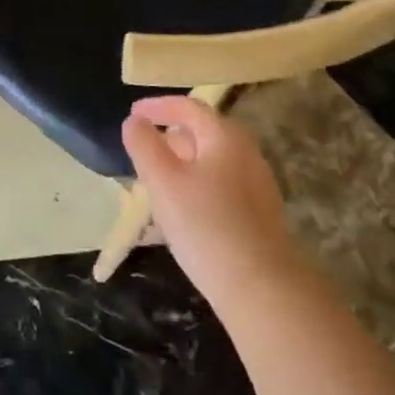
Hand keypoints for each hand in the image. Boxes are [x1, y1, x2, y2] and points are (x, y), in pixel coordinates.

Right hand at [122, 96, 301, 308]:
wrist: (261, 288)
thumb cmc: (205, 226)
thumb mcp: (163, 181)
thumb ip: (144, 145)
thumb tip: (135, 122)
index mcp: (225, 136)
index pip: (188, 107)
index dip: (157, 106)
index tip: (132, 113)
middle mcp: (246, 152)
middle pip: (203, 132)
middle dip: (170, 135)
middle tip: (143, 149)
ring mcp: (257, 184)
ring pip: (212, 160)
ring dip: (183, 162)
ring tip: (158, 181)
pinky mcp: (260, 213)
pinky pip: (222, 184)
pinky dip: (198, 183)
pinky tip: (184, 210)